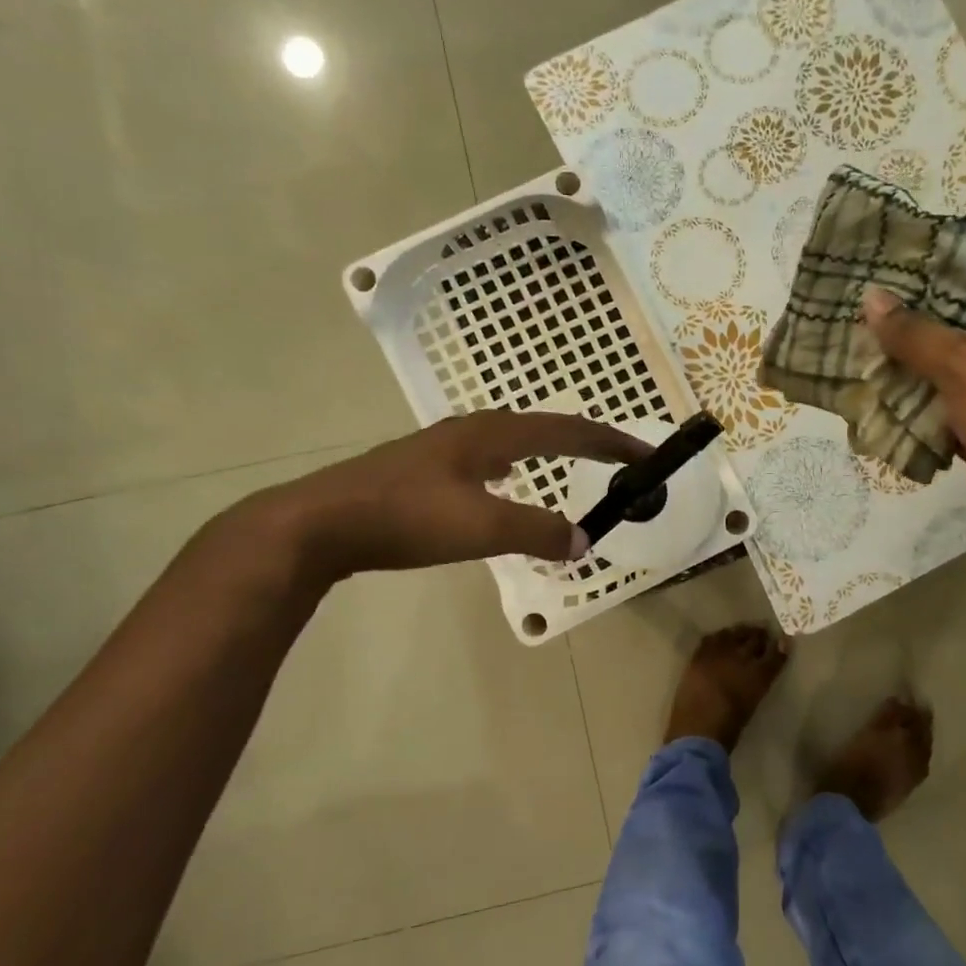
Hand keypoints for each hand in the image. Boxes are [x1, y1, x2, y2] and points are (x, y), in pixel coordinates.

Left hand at [253, 411, 649, 581]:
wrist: (319, 523)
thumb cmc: (406, 518)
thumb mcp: (482, 528)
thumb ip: (538, 532)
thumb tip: (585, 539)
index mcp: (494, 434)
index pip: (568, 429)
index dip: (612, 441)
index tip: (647, 454)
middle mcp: (474, 430)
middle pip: (544, 426)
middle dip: (587, 440)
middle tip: (618, 458)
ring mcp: (445, 446)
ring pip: (514, 439)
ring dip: (551, 448)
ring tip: (572, 461)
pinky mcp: (424, 467)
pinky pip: (490, 457)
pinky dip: (518, 465)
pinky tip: (505, 483)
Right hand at [863, 287, 965, 561]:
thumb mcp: (965, 365)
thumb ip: (914, 334)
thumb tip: (871, 297)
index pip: (948, 293)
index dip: (904, 293)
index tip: (855, 294)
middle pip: (931, 340)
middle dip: (888, 344)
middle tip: (834, 340)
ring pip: (927, 384)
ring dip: (891, 386)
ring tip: (837, 377)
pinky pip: (930, 422)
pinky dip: (904, 422)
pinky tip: (864, 418)